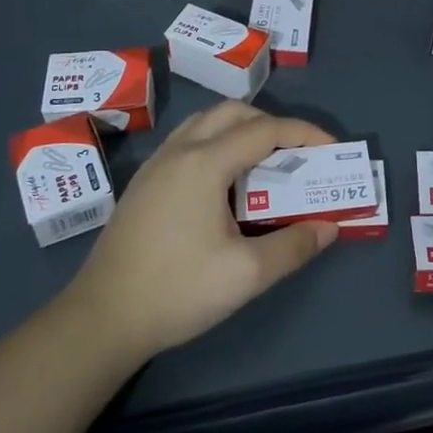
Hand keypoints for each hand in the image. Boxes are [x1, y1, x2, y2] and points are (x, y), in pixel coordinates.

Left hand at [71, 101, 338, 363]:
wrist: (101, 319)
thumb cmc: (177, 291)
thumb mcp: (246, 274)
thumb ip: (294, 246)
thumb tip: (329, 226)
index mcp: (205, 163)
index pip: (265, 130)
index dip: (304, 133)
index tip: (332, 148)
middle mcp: (179, 151)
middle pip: (234, 113)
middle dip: (272, 124)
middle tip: (297, 154)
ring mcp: (156, 164)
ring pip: (206, 122)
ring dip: (242, 129)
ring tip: (264, 163)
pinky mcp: (144, 182)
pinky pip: (189, 140)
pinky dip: (218, 142)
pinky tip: (225, 182)